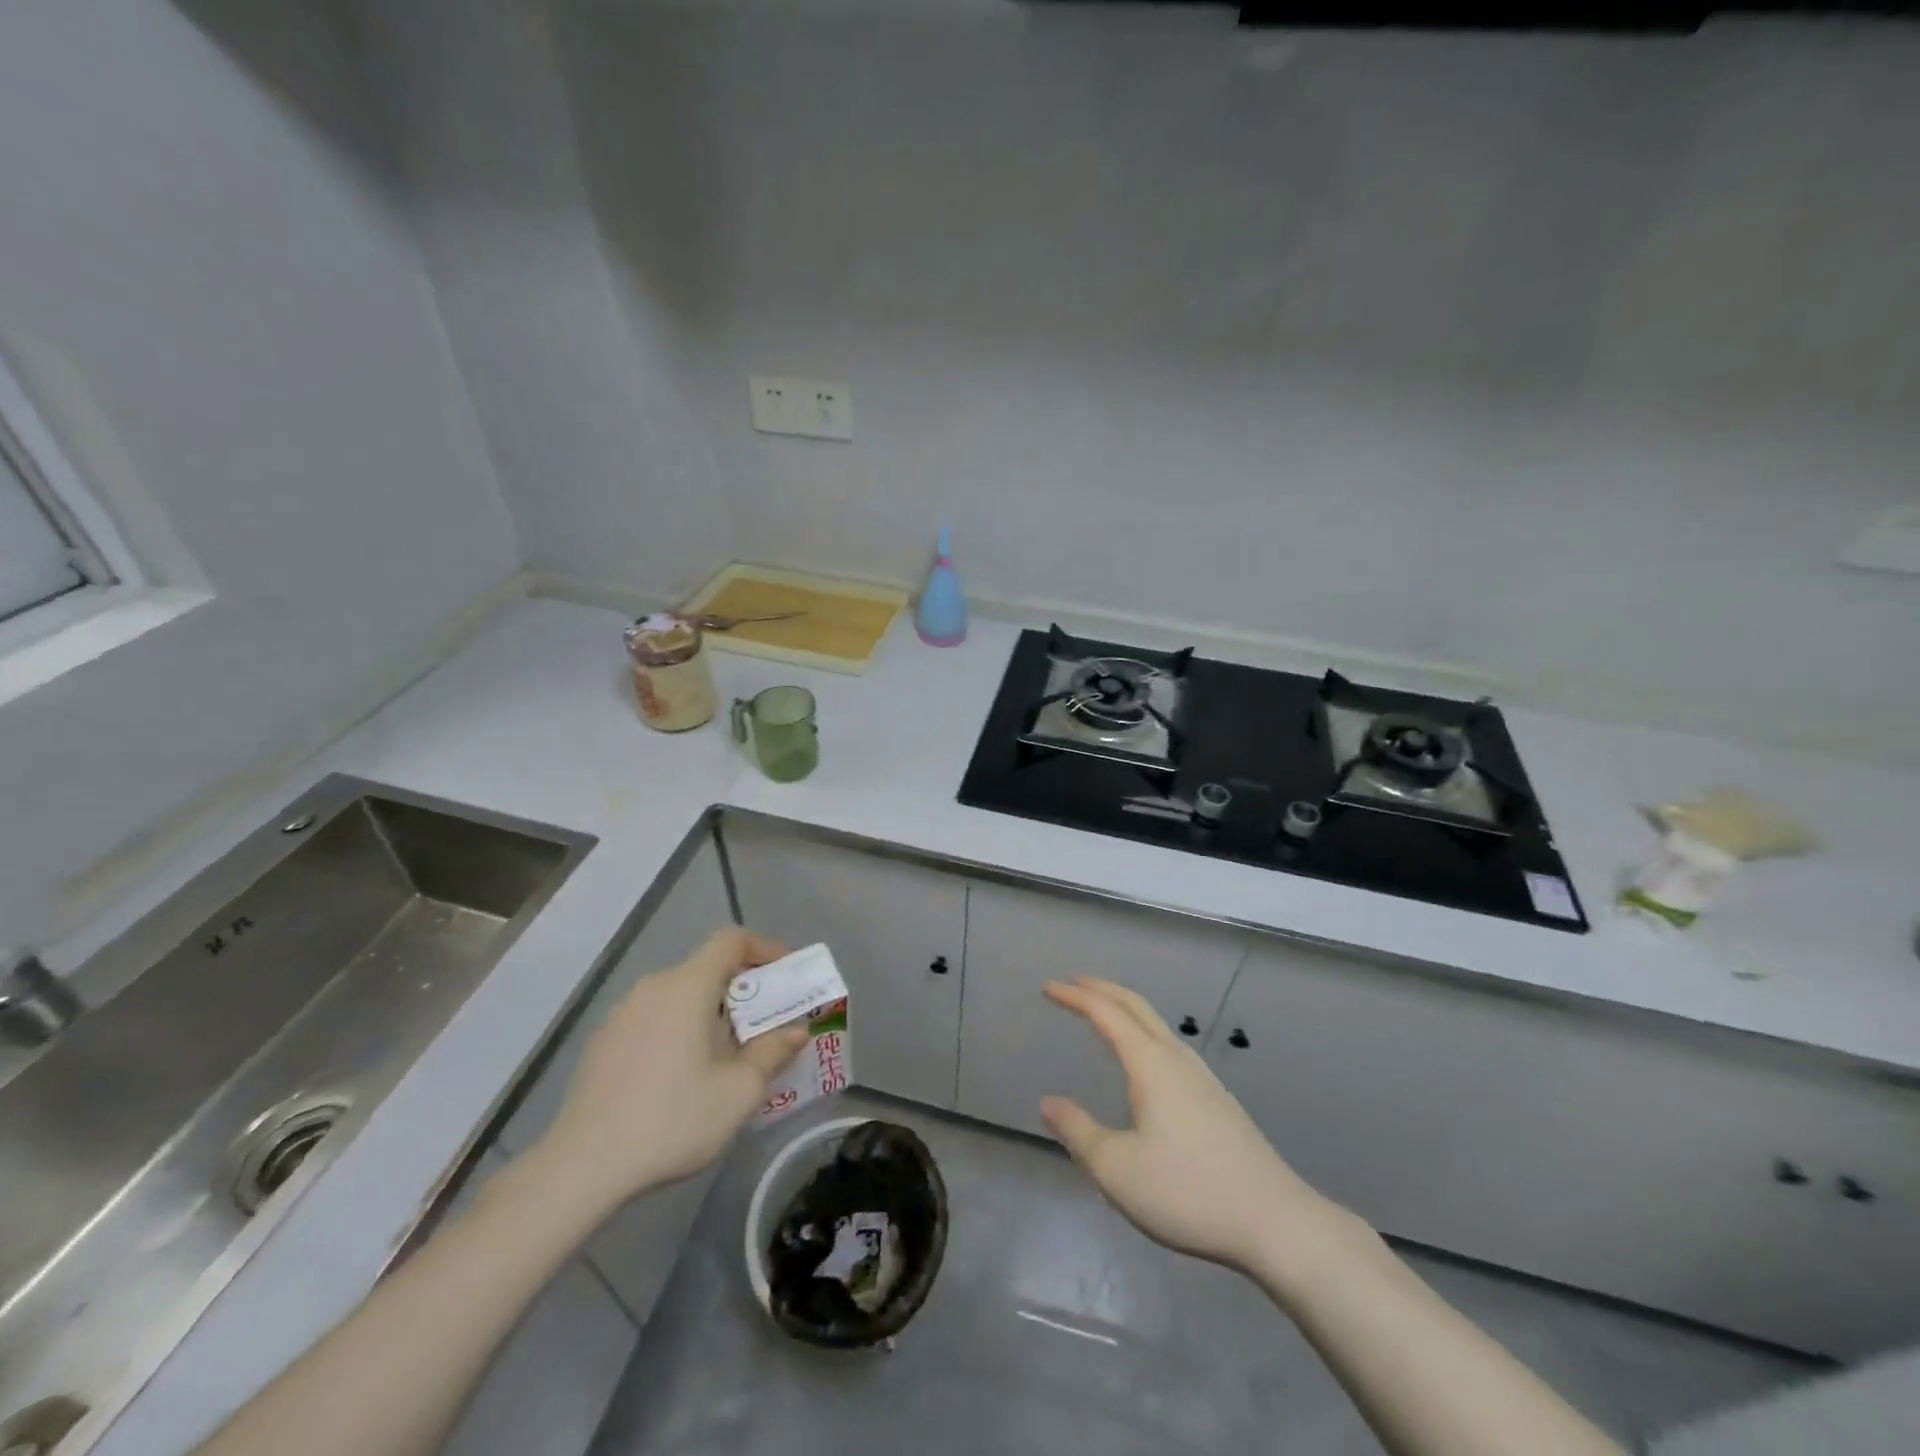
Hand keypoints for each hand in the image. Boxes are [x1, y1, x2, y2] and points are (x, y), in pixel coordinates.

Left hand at [536, 927, 809, 1211]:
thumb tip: (796, 1030)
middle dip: (743, 989)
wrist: (581, 1167)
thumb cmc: (672, 1119)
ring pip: (680, 995)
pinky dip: (679, 1028)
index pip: (731, 940)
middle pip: (707, 968)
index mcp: (687, 986)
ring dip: (711, 1011)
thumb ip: (773, 1052)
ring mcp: (622, 1013)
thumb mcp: (738, 1091)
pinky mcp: (603, 1041)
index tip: (786, 975)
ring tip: (727, 1054)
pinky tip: (681, 1075)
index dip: (765, 948)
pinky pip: (654, 1018)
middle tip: (766, 1024)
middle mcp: (653, 987)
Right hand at [1041, 978, 1353, 1283]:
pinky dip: (1144, 1034)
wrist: (1276, 1222)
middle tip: (1074, 984)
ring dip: (1126, 1010)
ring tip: (1104, 1016)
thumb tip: (1049, 1103)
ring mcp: (1203, 1078)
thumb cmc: (1188, 1191)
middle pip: (1137, 1007)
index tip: (1049, 987)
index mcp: (1150, 1064)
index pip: (1106, 1014)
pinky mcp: (1218, 1101)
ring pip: (1157, 1025)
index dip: (1075, 997)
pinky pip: (1170, 1047)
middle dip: (1103, 990)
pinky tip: (1144, 1064)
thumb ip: (1079, 1132)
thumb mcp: (1117, 1170)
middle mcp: (1177, 1059)